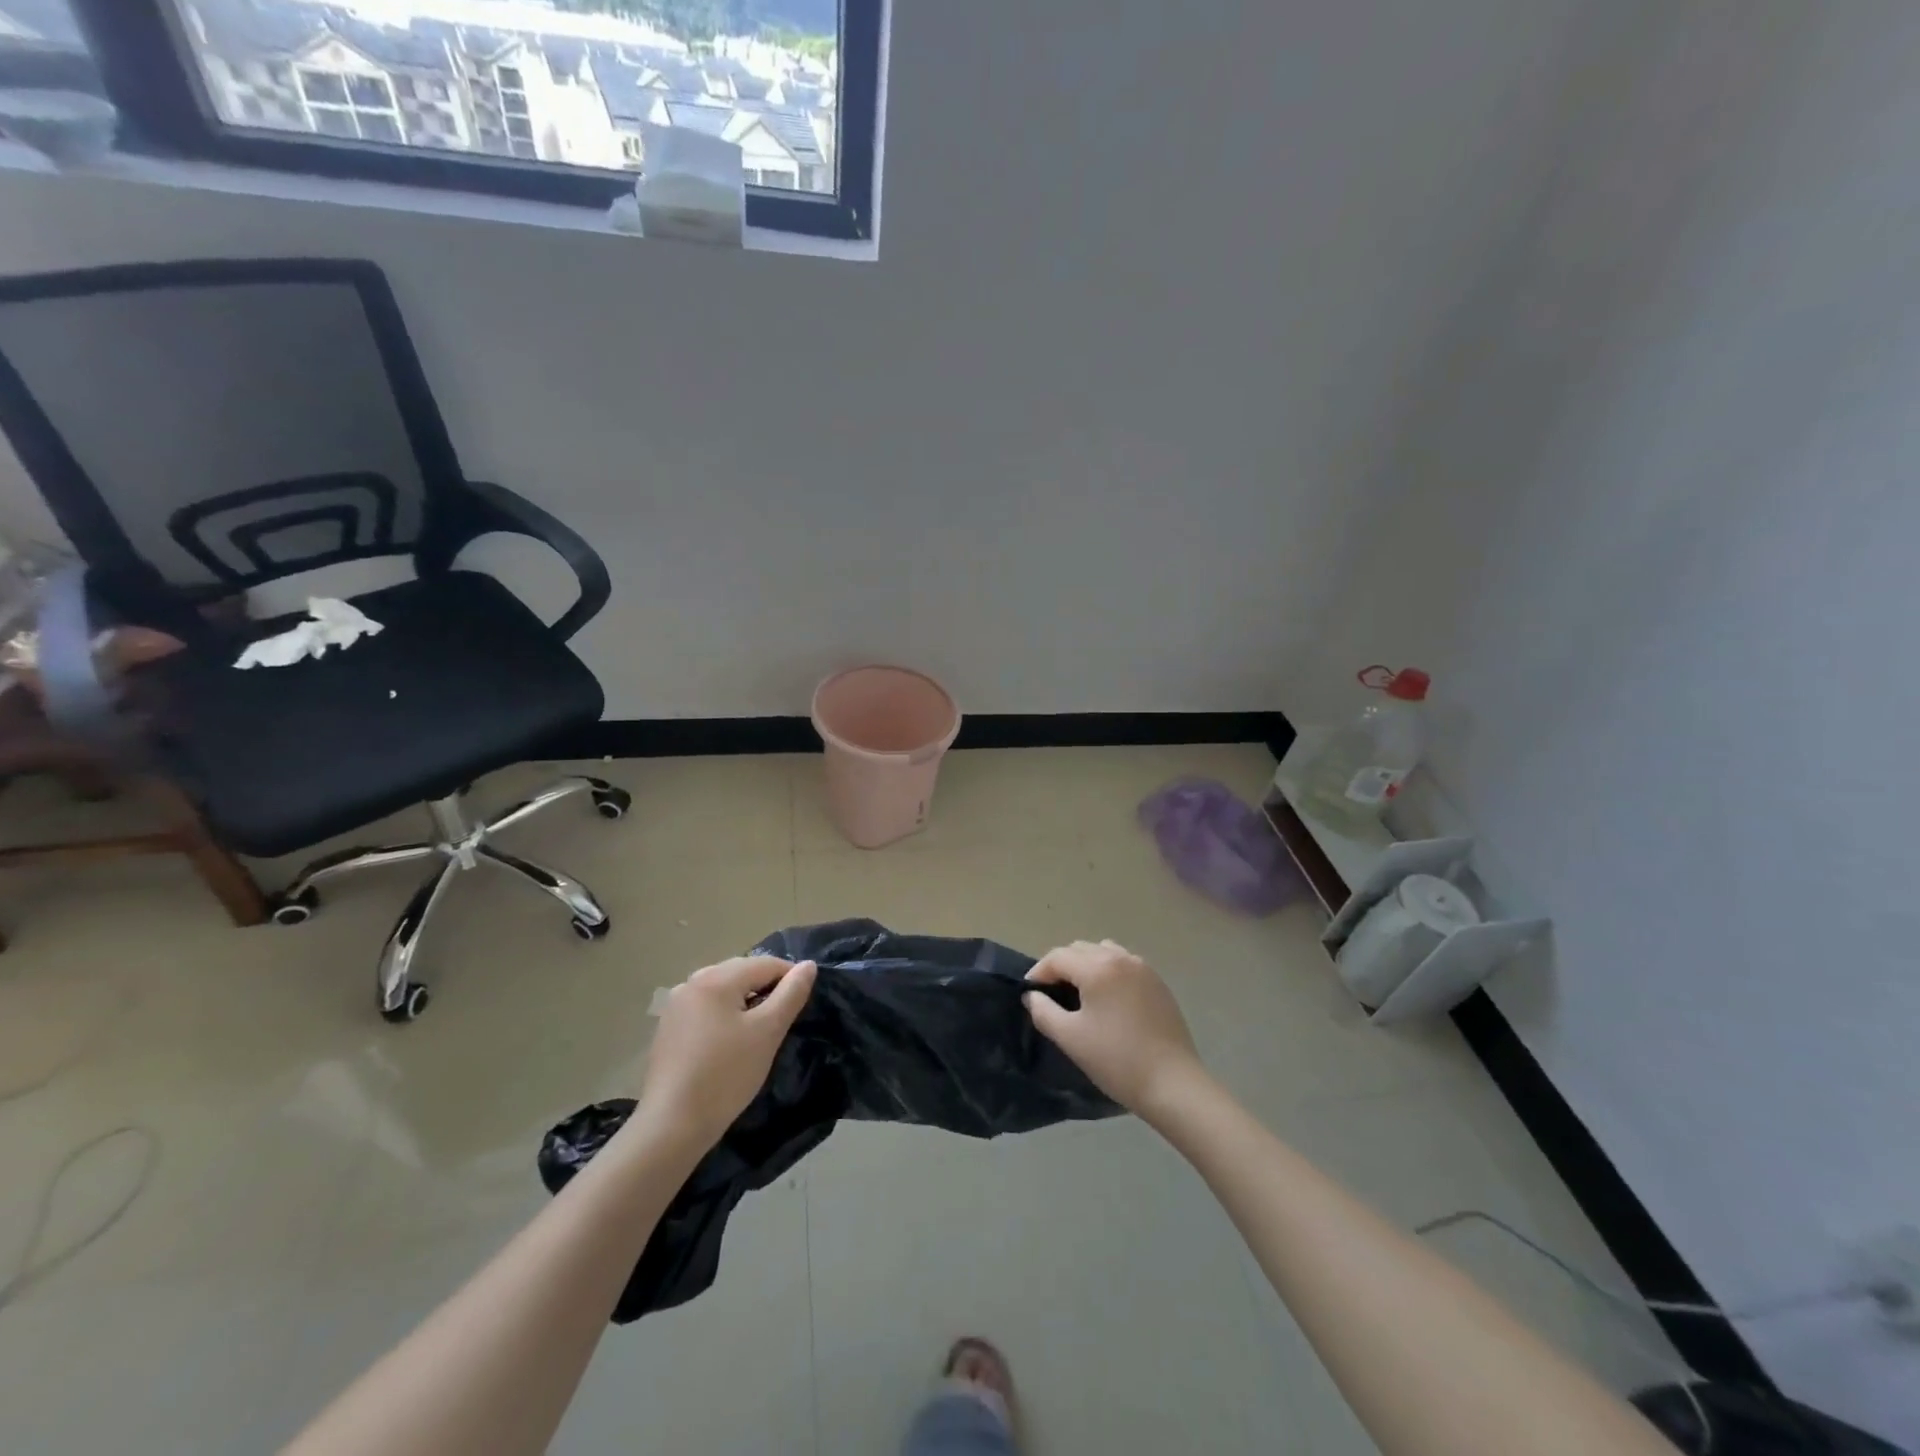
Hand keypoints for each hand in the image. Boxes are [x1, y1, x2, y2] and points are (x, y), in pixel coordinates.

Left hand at [639, 956, 816, 1149]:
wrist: (671, 1125)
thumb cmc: (726, 1074)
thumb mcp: (768, 1032)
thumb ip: (791, 994)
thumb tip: (808, 965)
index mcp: (715, 978)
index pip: (765, 964)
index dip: (791, 978)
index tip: (803, 1005)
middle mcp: (691, 982)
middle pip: (741, 973)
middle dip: (766, 989)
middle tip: (782, 1021)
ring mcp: (675, 1006)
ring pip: (723, 991)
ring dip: (745, 1003)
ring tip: (758, 1032)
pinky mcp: (668, 1028)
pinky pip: (706, 1009)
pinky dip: (724, 1016)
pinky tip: (729, 1044)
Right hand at [1025, 940, 1205, 1119]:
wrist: (1173, 1083)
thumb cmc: (1116, 1059)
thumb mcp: (1070, 1038)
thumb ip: (1044, 1012)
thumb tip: (1032, 996)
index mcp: (1097, 967)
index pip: (1058, 957)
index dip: (1039, 972)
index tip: (1030, 994)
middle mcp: (1120, 958)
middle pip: (1080, 949)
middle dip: (1061, 966)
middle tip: (1052, 994)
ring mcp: (1143, 968)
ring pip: (1104, 952)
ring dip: (1086, 965)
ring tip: (1081, 994)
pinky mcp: (1158, 983)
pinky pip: (1124, 964)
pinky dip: (1109, 972)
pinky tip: (1109, 1000)